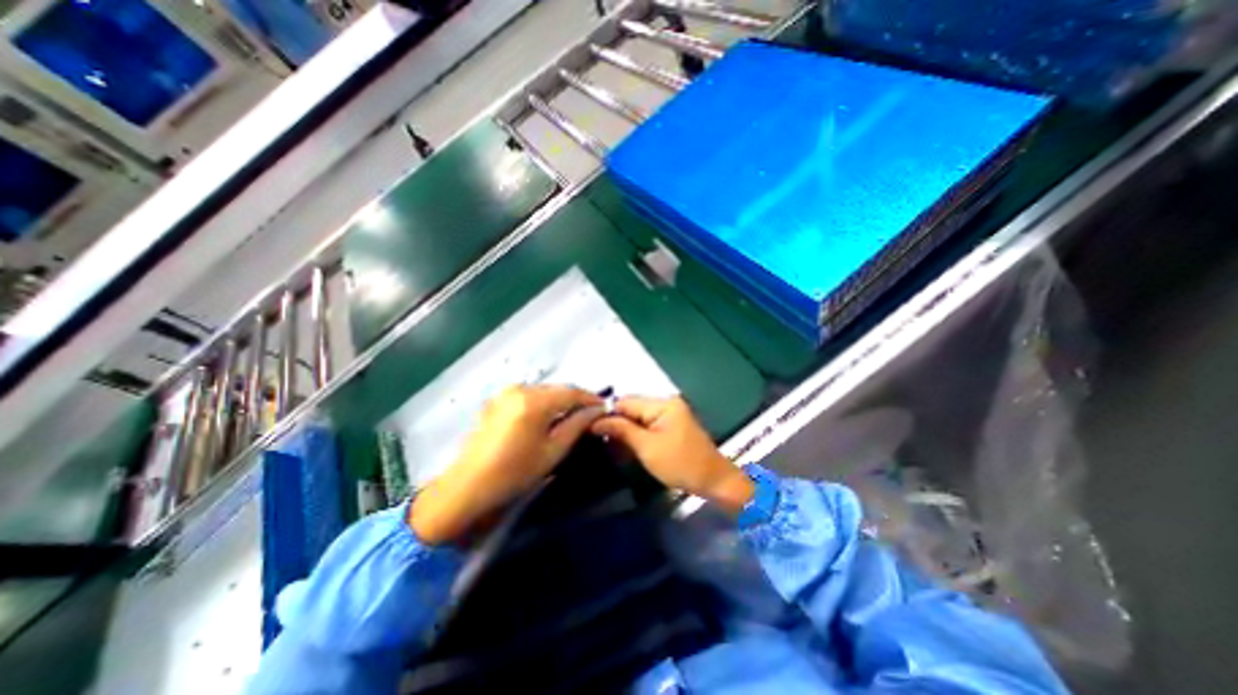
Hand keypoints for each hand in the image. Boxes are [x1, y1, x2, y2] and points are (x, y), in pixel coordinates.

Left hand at [409, 385, 602, 542]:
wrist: (468, 486)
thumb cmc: (515, 472)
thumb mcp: (553, 450)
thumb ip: (577, 425)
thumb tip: (597, 410)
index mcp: (534, 400)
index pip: (572, 391)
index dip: (591, 398)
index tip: (605, 407)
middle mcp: (520, 388)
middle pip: (558, 388)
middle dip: (576, 399)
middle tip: (591, 413)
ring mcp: (506, 392)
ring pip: (544, 391)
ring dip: (560, 401)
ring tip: (572, 416)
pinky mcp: (498, 400)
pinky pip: (530, 395)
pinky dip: (544, 403)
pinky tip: (548, 417)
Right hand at [589, 396, 754, 514]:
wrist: (713, 480)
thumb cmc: (680, 464)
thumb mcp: (647, 448)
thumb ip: (622, 430)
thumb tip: (597, 420)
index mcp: (662, 403)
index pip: (626, 401)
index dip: (607, 413)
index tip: (589, 428)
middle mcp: (666, 402)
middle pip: (632, 407)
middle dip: (615, 422)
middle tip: (598, 438)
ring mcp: (670, 413)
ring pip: (638, 416)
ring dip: (625, 429)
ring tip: (608, 444)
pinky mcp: (671, 424)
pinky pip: (648, 423)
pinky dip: (636, 433)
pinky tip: (625, 445)